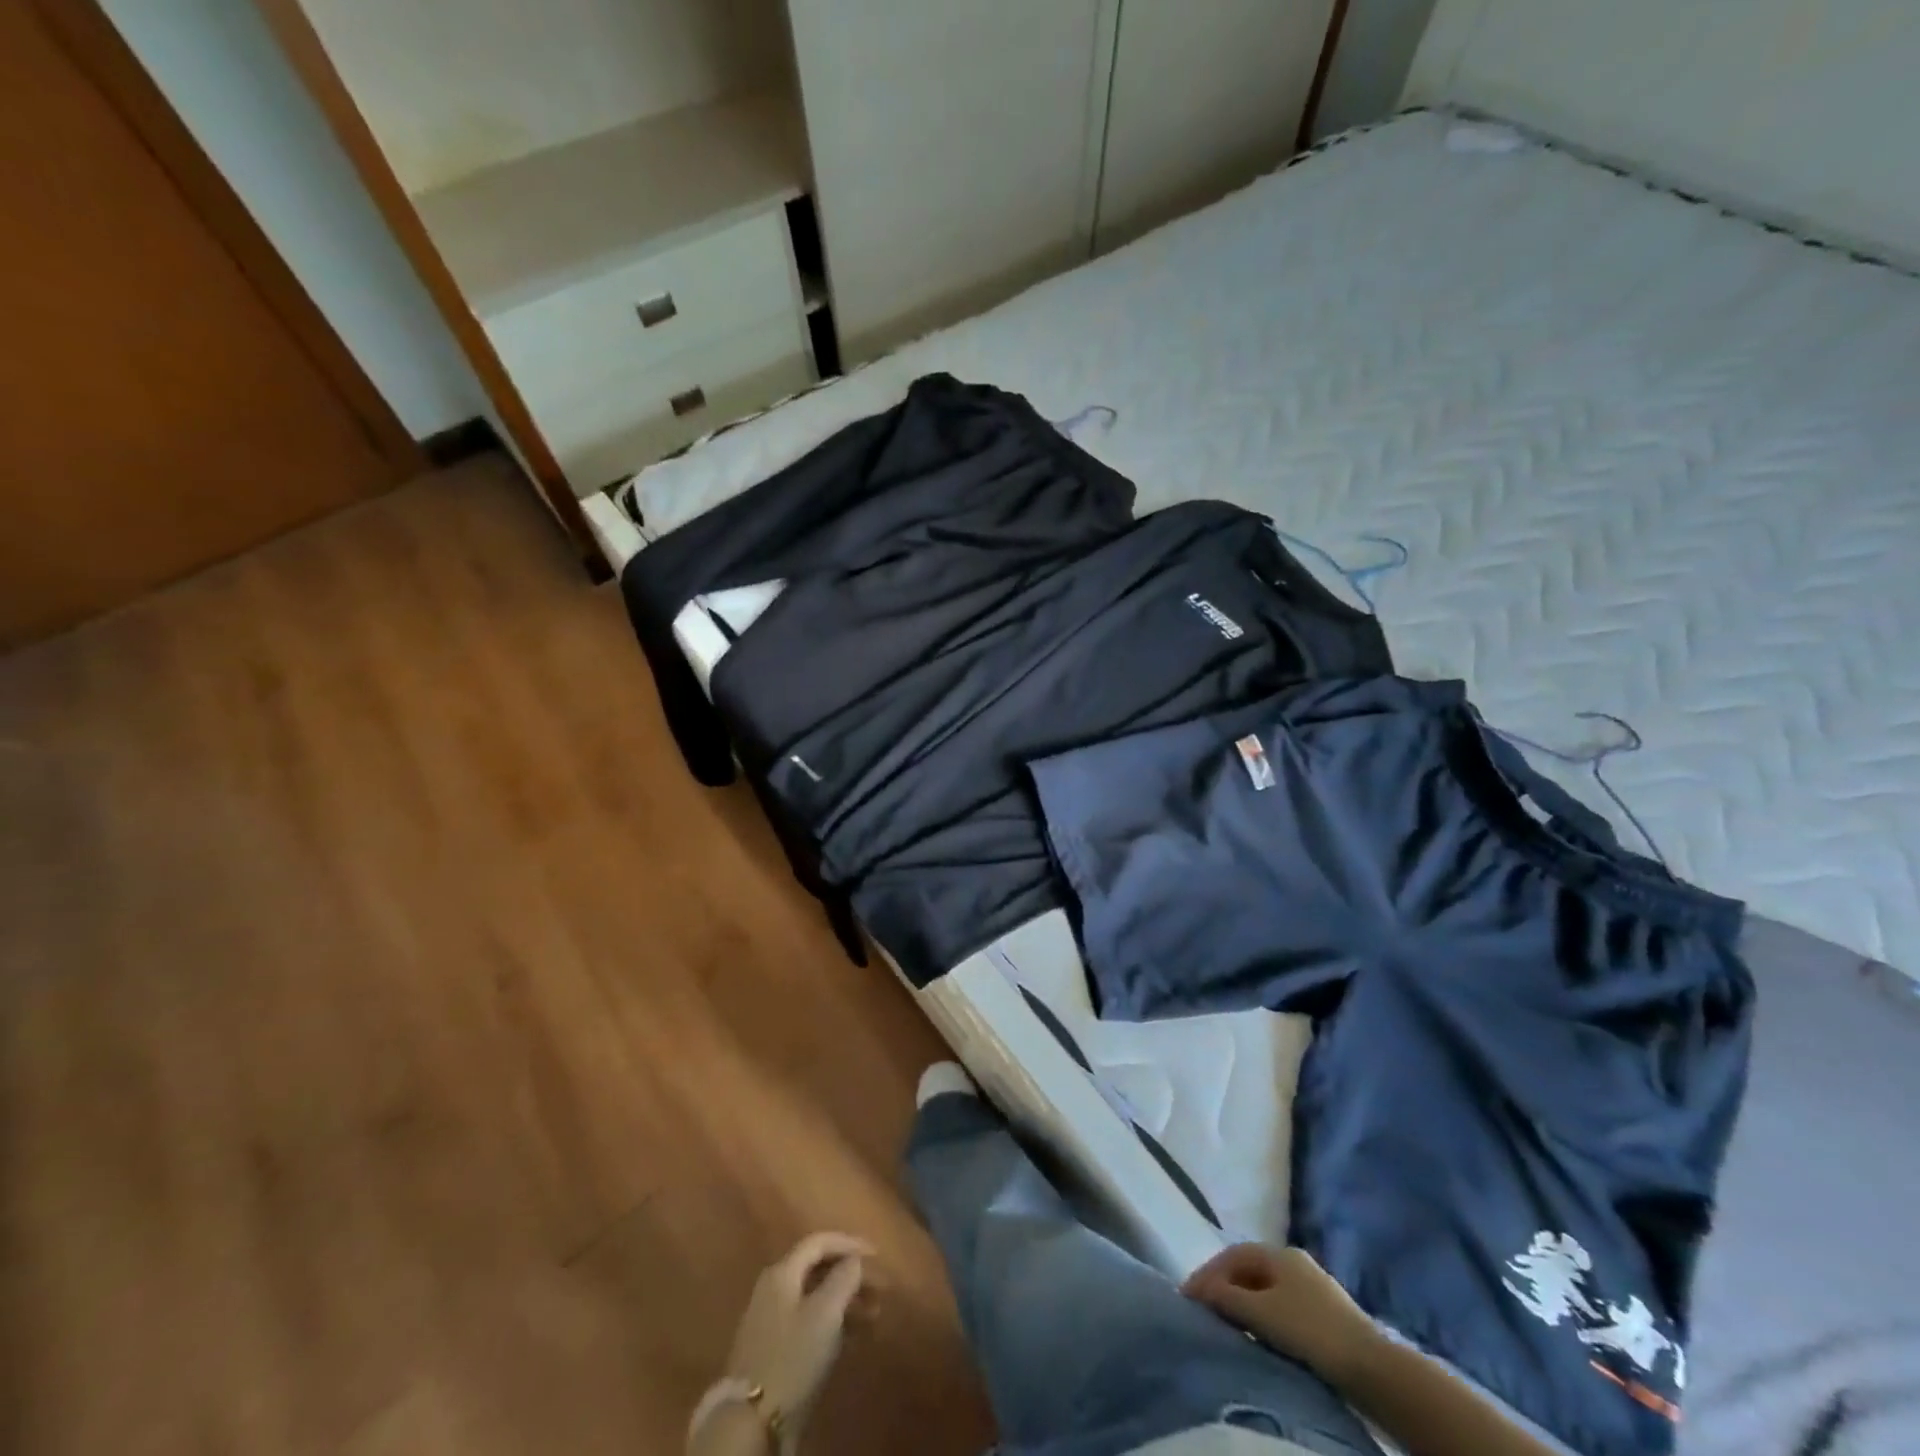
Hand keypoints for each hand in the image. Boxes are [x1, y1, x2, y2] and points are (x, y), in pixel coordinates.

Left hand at [724, 1232, 873, 1438]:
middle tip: (879, 1290)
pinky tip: (852, 1338)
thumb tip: (854, 1259)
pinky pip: (809, 1321)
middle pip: (818, 1269)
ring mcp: (770, 1320)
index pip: (819, 1242)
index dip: (849, 1243)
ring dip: (845, 1301)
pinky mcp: (773, 1349)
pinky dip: (832, 1322)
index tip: (877, 1255)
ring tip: (873, 1316)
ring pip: (815, 1297)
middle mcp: (773, 1288)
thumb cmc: (792, 1357)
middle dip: (851, 1275)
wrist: (751, 1422)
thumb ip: (844, 1277)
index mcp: (782, 1272)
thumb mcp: (825, 1312)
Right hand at [1182, 1244, 1378, 1381]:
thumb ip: (1226, 1298)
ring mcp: (1314, 1289)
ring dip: (1244, 1305)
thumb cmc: (1310, 1331)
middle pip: (1249, 1271)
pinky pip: (1283, 1309)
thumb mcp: (1262, 1313)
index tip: (1189, 1297)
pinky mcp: (1326, 1317)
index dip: (1207, 1273)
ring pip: (1267, 1291)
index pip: (1232, 1255)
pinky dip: (1264, 1318)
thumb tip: (1198, 1289)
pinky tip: (1260, 1338)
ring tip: (1227, 1327)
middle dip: (1224, 1288)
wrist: (1372, 1369)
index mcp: (1279, 1253)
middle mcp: (1295, 1262)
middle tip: (1205, 1311)